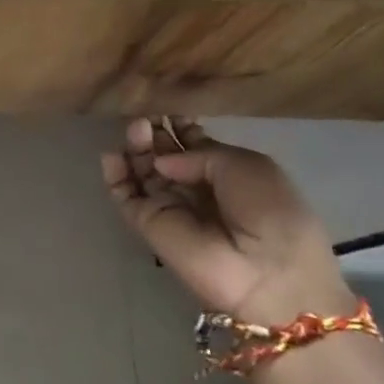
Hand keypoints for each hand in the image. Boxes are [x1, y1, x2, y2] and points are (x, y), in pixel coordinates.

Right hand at [102, 117, 350, 321]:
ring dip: (135, 149)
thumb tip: (162, 161)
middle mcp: (195, 189)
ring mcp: (170, 207)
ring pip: (142, 172)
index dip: (178, 127)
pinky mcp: (148, 225)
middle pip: (164, 155)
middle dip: (154, 134)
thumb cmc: (271, 212)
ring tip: (134, 130)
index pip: (192, 145)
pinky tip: (112, 157)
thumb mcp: (247, 166)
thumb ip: (200, 153)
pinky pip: (125, 197)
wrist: (268, 274)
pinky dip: (115, 176)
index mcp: (227, 173)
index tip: (166, 109)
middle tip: (144, 117)